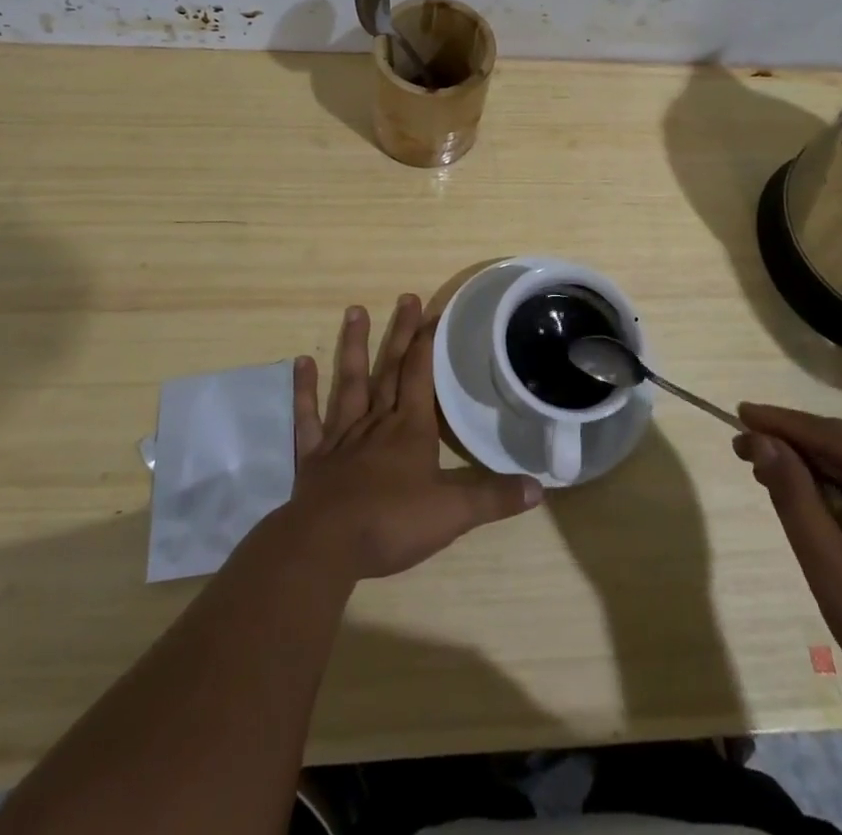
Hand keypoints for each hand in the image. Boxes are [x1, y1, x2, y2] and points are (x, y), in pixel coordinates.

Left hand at [286, 295, 542, 579]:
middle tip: (406, 297)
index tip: (435, 312)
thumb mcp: (453, 514)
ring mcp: (342, 435)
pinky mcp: (314, 455)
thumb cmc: (392, 523)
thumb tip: (539, 487)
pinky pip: (308, 417)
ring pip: (350, 381)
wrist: (327, 545)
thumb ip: (494, 498)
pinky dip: (304, 390)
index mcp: (410, 429)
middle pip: (391, 369)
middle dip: (401, 333)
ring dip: (354, 346)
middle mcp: (377, 422)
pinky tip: (302, 363)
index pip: (421, 375)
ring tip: (355, 310)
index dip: (429, 343)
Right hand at [733, 404, 841, 741]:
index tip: (739, 414)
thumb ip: (796, 501)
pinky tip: (825, 509)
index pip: (836, 435)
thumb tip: (762, 442)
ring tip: (775, 479)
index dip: (783, 423)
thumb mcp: (837, 576)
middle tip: (746, 450)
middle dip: (799, 447)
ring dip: (824, 471)